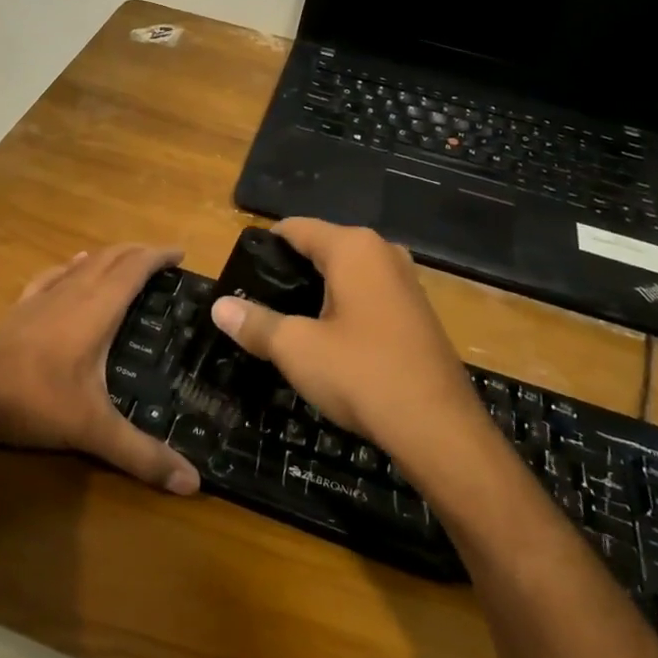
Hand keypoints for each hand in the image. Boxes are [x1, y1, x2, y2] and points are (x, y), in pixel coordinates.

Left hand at [0, 245, 200, 494]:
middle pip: (111, 257)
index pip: (135, 268)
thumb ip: (142, 454)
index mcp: (97, 308)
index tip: (182, 253)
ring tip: (126, 262)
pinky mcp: (20, 308)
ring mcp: (43, 297)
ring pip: (82, 263)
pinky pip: (53, 275)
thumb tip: (194, 483)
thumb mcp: (93, 429)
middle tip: (162, 260)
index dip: (159, 256)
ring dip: (108, 256)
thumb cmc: (36, 400)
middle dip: (138, 252)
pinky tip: (72, 266)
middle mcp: (73, 292)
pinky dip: (71, 266)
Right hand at [208, 219, 478, 461]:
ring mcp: (406, 282)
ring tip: (287, 322)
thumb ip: (255, 323)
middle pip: (322, 248)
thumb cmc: (361, 375)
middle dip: (290, 272)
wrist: (438, 429)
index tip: (240, 274)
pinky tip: (329, 339)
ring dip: (318, 292)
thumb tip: (219, 307)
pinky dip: (344, 307)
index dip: (264, 247)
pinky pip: (369, 295)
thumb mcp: (296, 349)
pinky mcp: (418, 312)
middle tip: (258, 303)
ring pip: (347, 274)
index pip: (296, 228)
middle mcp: (383, 252)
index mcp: (353, 247)